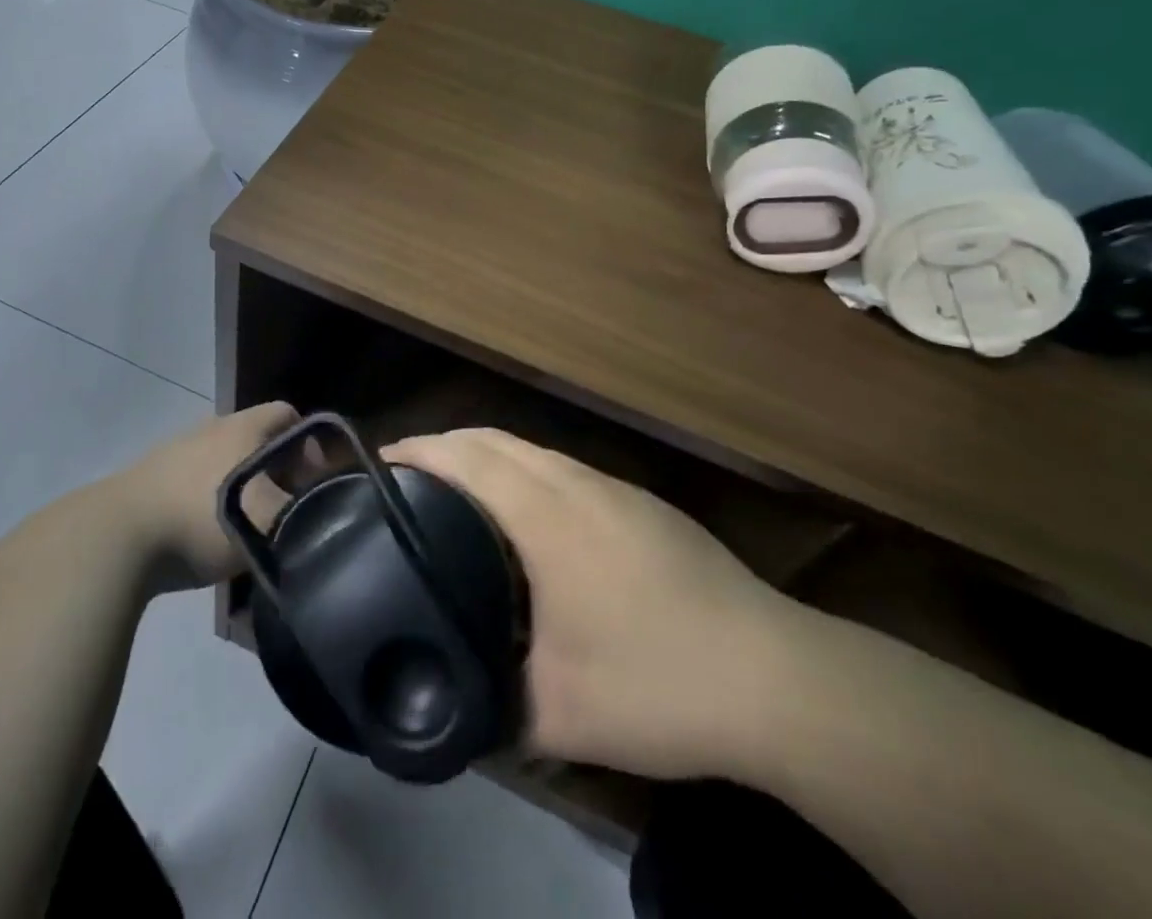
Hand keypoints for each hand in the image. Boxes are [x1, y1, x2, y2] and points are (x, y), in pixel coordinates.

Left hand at [115, 402, 297, 591]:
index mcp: (242, 428)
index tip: (314, 481)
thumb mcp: (265, 523)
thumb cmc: (201, 521)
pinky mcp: (150, 475)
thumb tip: (316, 513)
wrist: (115, 538)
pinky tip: (203, 531)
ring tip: (244, 524)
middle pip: (256, 437)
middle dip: (276, 467)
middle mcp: (211, 428)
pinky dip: (208, 497)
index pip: (288, 414)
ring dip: (241, 483)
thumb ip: (301, 515)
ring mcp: (176, 449)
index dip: (309, 442)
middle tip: (284, 505)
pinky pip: (194, 478)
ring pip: (223, 458)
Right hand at [387, 427, 795, 782]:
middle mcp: (574, 481)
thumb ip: (490, 703)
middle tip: (404, 478)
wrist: (775, 677)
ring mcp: (614, 488)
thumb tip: (448, 706)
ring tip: (455, 491)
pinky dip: (525, 471)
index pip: (464, 457)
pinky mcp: (643, 504)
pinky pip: (563, 467)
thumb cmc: (655, 681)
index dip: (416, 451)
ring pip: (531, 448)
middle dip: (442, 444)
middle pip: (493, 438)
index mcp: (544, 513)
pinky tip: (529, 517)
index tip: (376, 464)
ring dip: (486, 456)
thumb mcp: (557, 713)